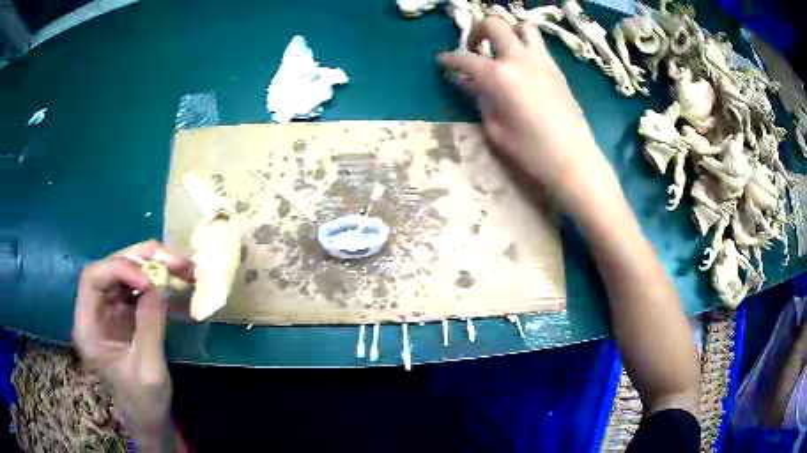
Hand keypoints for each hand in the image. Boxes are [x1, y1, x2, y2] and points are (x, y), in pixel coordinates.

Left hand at [74, 241, 192, 443]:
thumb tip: (159, 282)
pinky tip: (175, 281)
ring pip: (125, 272)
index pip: (93, 279)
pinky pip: (137, 286)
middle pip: (110, 268)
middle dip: (141, 260)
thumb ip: (150, 326)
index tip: (150, 280)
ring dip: (152, 265)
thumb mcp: (149, 370)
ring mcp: (109, 311)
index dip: (119, 269)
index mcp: (88, 328)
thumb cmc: (145, 403)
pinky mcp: (124, 314)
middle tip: (174, 261)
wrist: (150, 421)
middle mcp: (94, 312)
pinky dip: (157, 280)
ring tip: (181, 266)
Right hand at [438, 17, 607, 191]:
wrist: (574, 159)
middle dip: (478, 30)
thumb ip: (481, 100)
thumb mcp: (496, 129)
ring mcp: (542, 61)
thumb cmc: (532, 151)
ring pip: (523, 26)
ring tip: (501, 50)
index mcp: (500, 76)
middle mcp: (520, 59)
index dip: (450, 59)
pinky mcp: (556, 69)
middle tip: (475, 48)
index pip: (466, 59)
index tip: (442, 61)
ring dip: (508, 31)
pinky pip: (537, 45)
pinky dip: (524, 46)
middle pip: (494, 24)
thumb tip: (468, 82)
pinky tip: (521, 67)